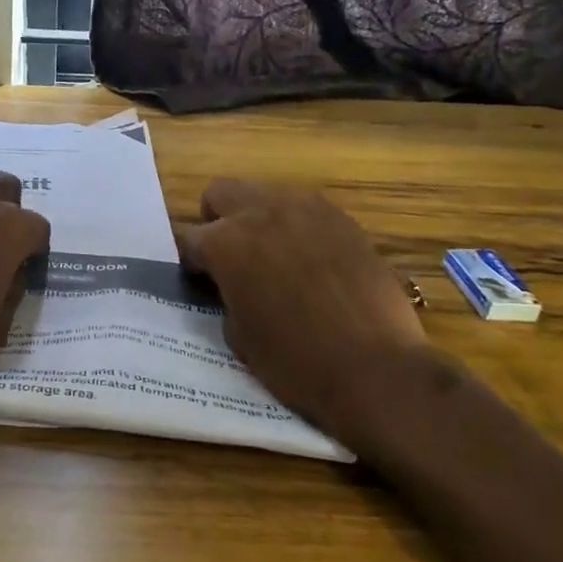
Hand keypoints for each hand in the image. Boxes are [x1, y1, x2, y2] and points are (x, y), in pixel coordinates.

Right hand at [175, 180, 431, 440]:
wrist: (373, 368)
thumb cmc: (295, 361)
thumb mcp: (237, 335)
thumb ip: (226, 295)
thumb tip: (230, 286)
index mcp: (225, 243)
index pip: (188, 239)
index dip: (192, 262)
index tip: (202, 281)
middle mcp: (260, 212)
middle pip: (221, 193)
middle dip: (217, 220)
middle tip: (231, 256)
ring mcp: (305, 209)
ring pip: (265, 194)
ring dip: (258, 218)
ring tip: (274, 256)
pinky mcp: (342, 218)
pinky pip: (305, 209)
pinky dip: (297, 227)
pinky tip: (311, 260)